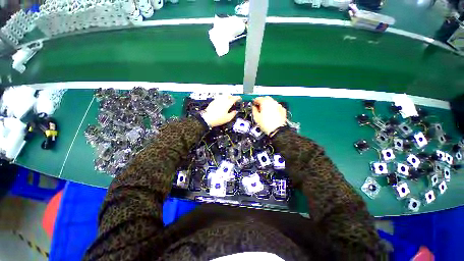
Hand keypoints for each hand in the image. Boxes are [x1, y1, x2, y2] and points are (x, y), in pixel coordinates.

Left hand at [201, 95, 241, 126]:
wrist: (207, 118)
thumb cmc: (217, 119)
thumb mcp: (228, 118)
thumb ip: (233, 114)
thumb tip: (235, 112)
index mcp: (227, 103)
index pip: (234, 98)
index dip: (238, 98)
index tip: (239, 98)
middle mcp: (223, 100)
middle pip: (229, 95)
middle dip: (232, 97)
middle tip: (234, 101)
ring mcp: (217, 100)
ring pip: (224, 95)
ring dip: (227, 97)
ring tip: (228, 102)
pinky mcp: (213, 101)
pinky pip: (219, 98)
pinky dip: (222, 99)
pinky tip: (222, 103)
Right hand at [252, 96, 286, 134]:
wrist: (277, 131)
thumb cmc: (267, 125)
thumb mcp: (256, 117)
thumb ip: (254, 110)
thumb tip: (254, 107)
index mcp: (265, 102)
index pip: (258, 98)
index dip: (254, 101)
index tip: (254, 104)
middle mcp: (273, 102)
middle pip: (266, 98)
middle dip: (262, 102)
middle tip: (259, 107)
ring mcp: (279, 106)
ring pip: (272, 102)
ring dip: (268, 105)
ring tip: (265, 112)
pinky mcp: (282, 111)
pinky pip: (277, 107)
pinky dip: (273, 109)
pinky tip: (271, 114)